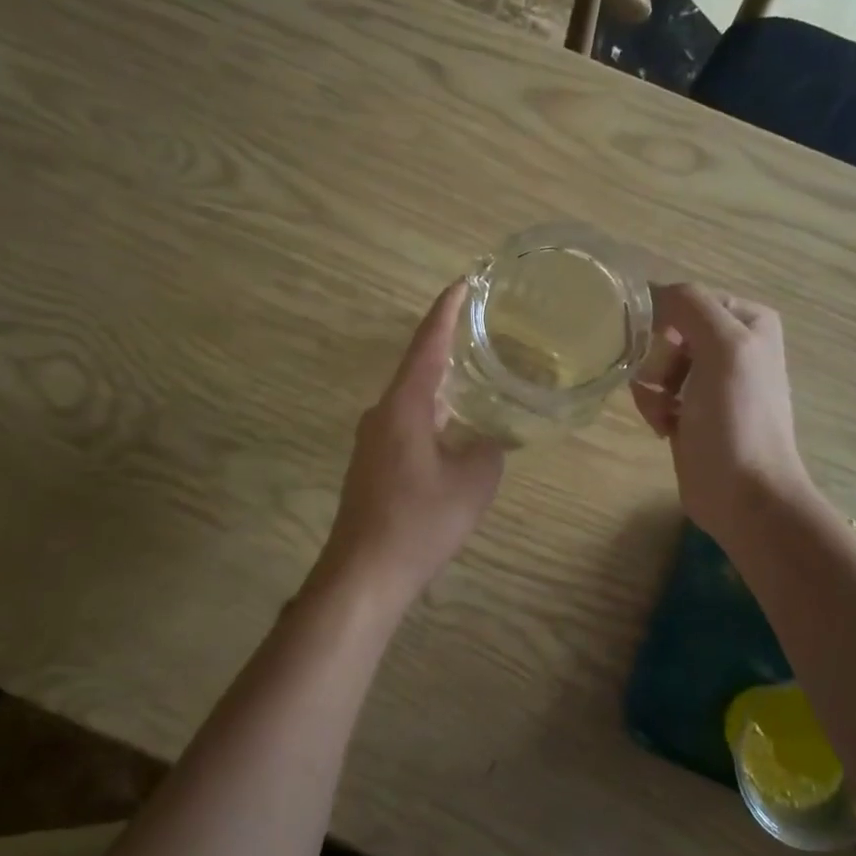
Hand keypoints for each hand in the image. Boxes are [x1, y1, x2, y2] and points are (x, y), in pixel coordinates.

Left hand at [313, 283, 505, 606]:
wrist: (365, 573)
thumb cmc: (420, 520)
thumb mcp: (474, 481)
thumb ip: (489, 449)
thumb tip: (490, 439)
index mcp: (404, 405)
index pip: (428, 345)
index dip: (447, 311)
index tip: (463, 282)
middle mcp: (382, 414)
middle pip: (418, 369)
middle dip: (448, 348)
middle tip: (482, 331)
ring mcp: (373, 441)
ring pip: (413, 401)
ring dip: (442, 388)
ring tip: (476, 378)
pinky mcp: (372, 466)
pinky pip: (408, 426)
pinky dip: (433, 417)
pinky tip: (454, 430)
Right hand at [632, 283, 812, 542]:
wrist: (743, 494)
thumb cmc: (737, 418)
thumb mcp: (723, 347)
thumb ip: (689, 305)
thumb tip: (651, 292)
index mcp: (747, 320)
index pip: (686, 299)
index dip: (666, 322)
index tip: (658, 348)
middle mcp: (730, 344)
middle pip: (666, 332)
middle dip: (658, 361)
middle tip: (669, 386)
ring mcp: (709, 380)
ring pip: (654, 363)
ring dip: (651, 387)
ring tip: (666, 414)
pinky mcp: (690, 410)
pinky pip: (653, 392)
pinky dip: (653, 407)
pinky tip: (664, 427)